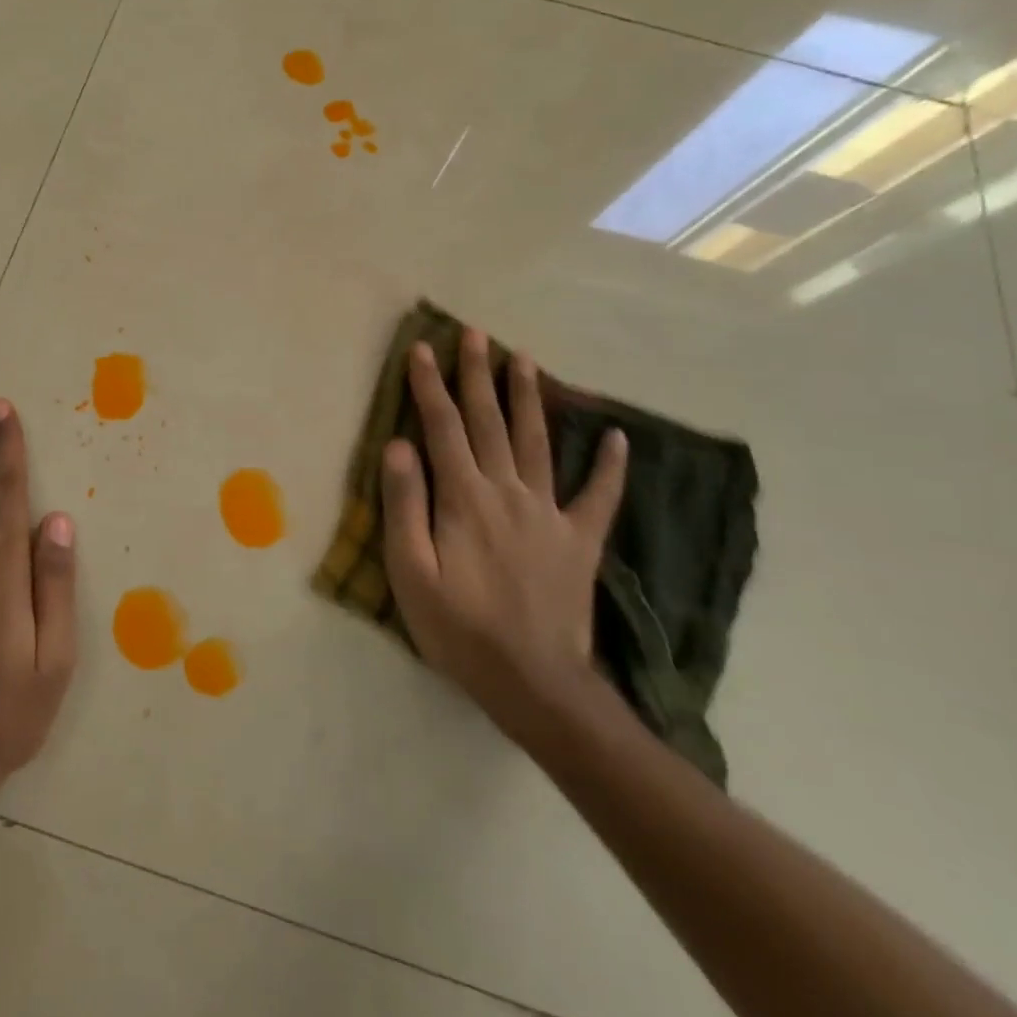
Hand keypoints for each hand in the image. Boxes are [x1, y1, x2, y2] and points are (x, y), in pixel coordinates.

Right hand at [381, 330, 628, 747]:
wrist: (533, 683)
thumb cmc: (458, 628)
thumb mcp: (410, 572)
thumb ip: (404, 504)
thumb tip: (398, 445)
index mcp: (463, 497)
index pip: (442, 427)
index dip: (429, 385)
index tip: (420, 349)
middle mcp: (507, 491)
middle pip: (489, 421)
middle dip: (478, 374)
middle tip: (475, 334)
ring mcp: (549, 513)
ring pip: (536, 442)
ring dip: (529, 398)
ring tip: (525, 359)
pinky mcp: (579, 540)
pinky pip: (599, 495)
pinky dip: (610, 465)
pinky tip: (618, 436)